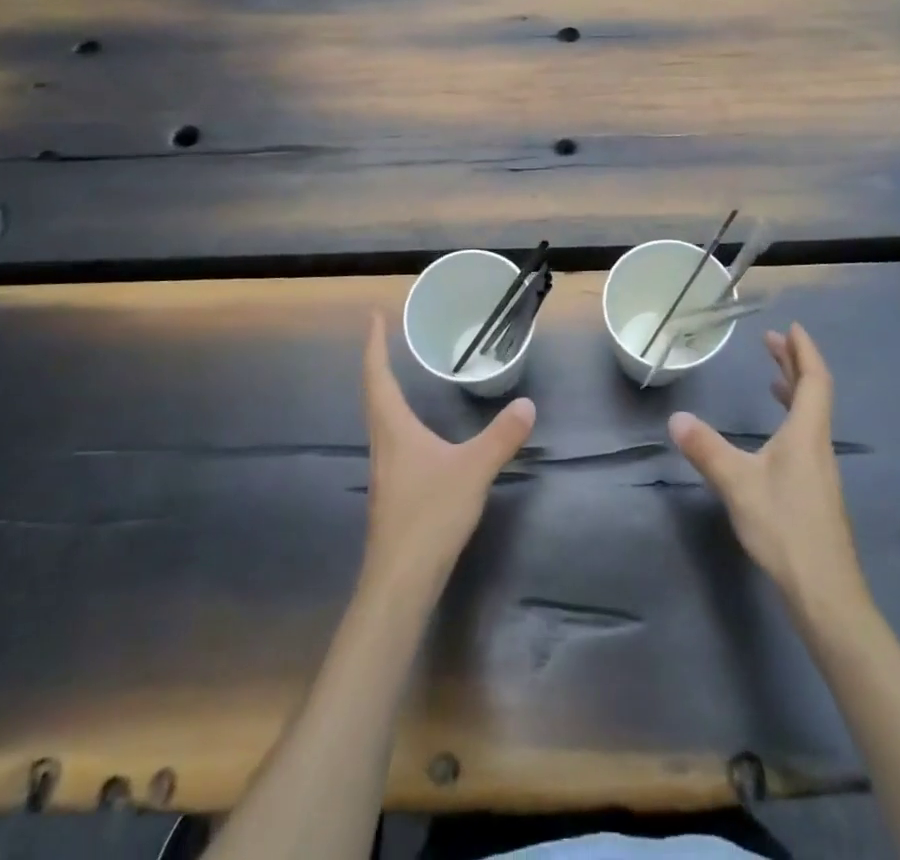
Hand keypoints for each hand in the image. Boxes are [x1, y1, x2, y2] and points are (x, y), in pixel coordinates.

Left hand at [361, 312, 535, 596]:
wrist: (400, 582)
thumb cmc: (429, 515)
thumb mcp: (473, 470)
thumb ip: (501, 437)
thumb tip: (527, 404)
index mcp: (394, 429)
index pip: (378, 376)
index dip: (373, 345)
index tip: (373, 316)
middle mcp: (383, 444)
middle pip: (374, 395)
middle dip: (378, 364)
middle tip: (387, 339)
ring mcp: (385, 471)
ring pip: (381, 421)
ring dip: (387, 394)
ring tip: (401, 377)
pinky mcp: (393, 494)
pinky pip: (393, 442)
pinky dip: (400, 422)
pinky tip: (419, 436)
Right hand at [667, 324, 858, 603]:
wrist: (825, 592)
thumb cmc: (784, 528)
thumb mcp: (737, 484)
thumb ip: (706, 449)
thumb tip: (676, 418)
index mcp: (807, 434)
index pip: (814, 380)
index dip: (804, 351)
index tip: (791, 328)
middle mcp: (819, 445)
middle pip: (814, 393)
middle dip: (794, 364)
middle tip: (771, 342)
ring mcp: (821, 470)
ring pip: (811, 417)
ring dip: (794, 390)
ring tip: (773, 378)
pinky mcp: (816, 491)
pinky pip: (806, 436)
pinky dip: (792, 417)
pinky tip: (775, 435)